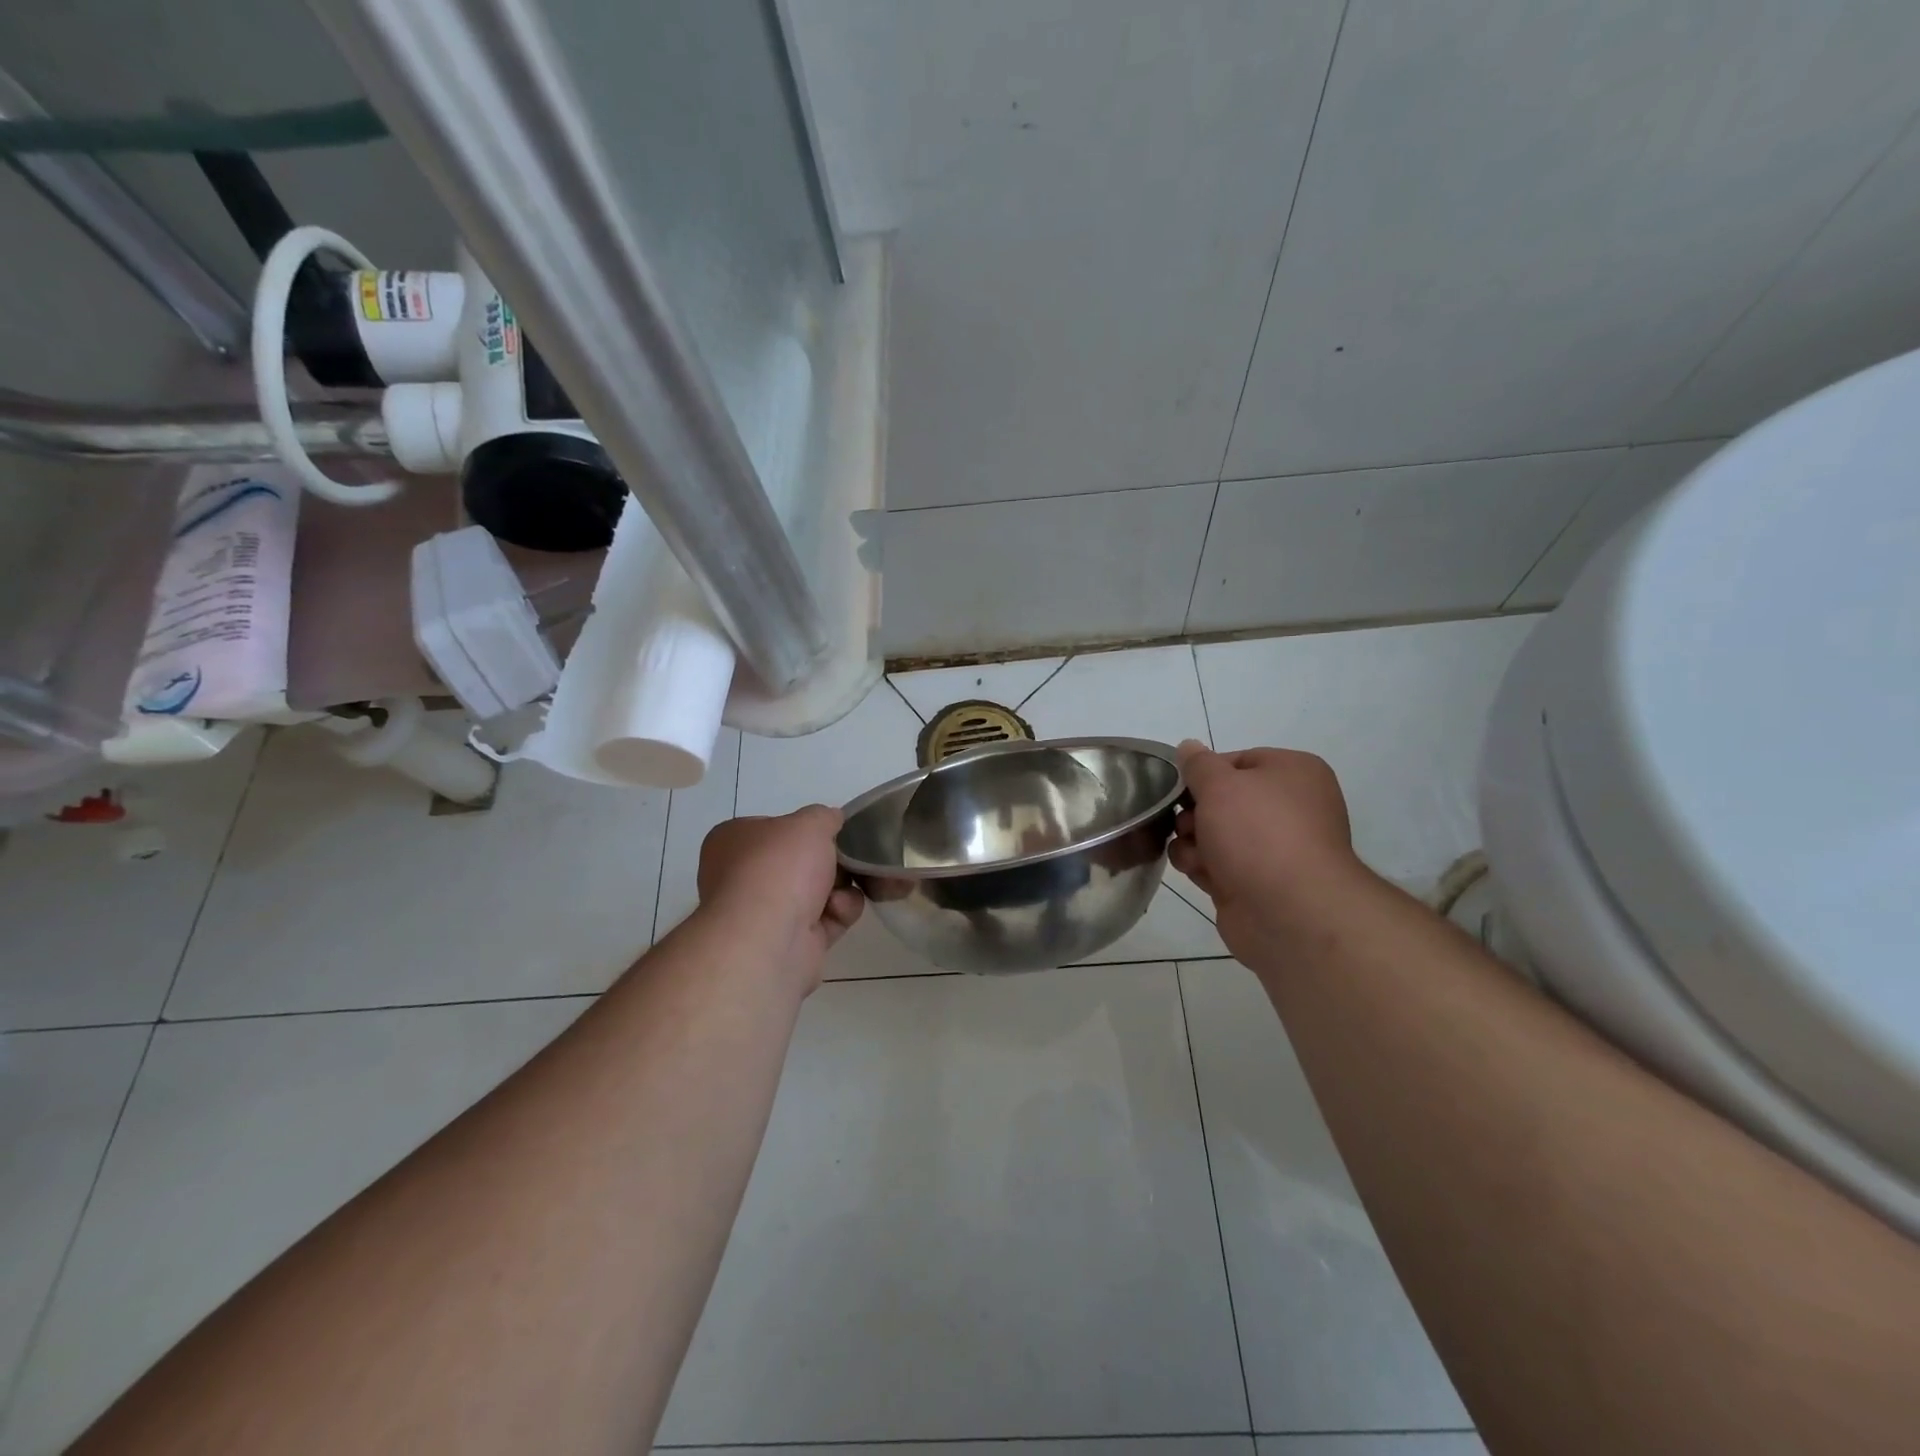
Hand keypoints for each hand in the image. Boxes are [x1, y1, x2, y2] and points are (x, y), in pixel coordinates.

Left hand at [697, 807, 863, 989]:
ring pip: (817, 891)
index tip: (833, 831)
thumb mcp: (810, 823)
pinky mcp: (789, 943)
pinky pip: (825, 919)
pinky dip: (838, 912)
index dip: (806, 828)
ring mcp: (764, 913)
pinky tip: (837, 911)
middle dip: (831, 861)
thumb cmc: (779, 867)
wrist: (768, 939)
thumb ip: (825, 816)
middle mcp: (742, 876)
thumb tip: (833, 820)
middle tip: (849, 858)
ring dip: (839, 888)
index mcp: (732, 841)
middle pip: (800, 862)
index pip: (774, 828)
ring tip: (841, 890)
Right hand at [1171, 740, 1373, 967]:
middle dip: (1194, 812)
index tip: (1181, 786)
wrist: (1289, 911)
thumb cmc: (1258, 833)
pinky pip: (1218, 864)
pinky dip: (1203, 866)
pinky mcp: (1256, 882)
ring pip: (1214, 834)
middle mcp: (1289, 808)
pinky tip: (1199, 872)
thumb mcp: (1220, 784)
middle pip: (1222, 800)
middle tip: (1187, 823)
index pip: (1237, 760)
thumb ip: (1198, 764)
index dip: (1204, 773)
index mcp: (1294, 773)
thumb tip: (1187, 747)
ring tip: (1194, 853)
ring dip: (1193, 841)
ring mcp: (1274, 849)